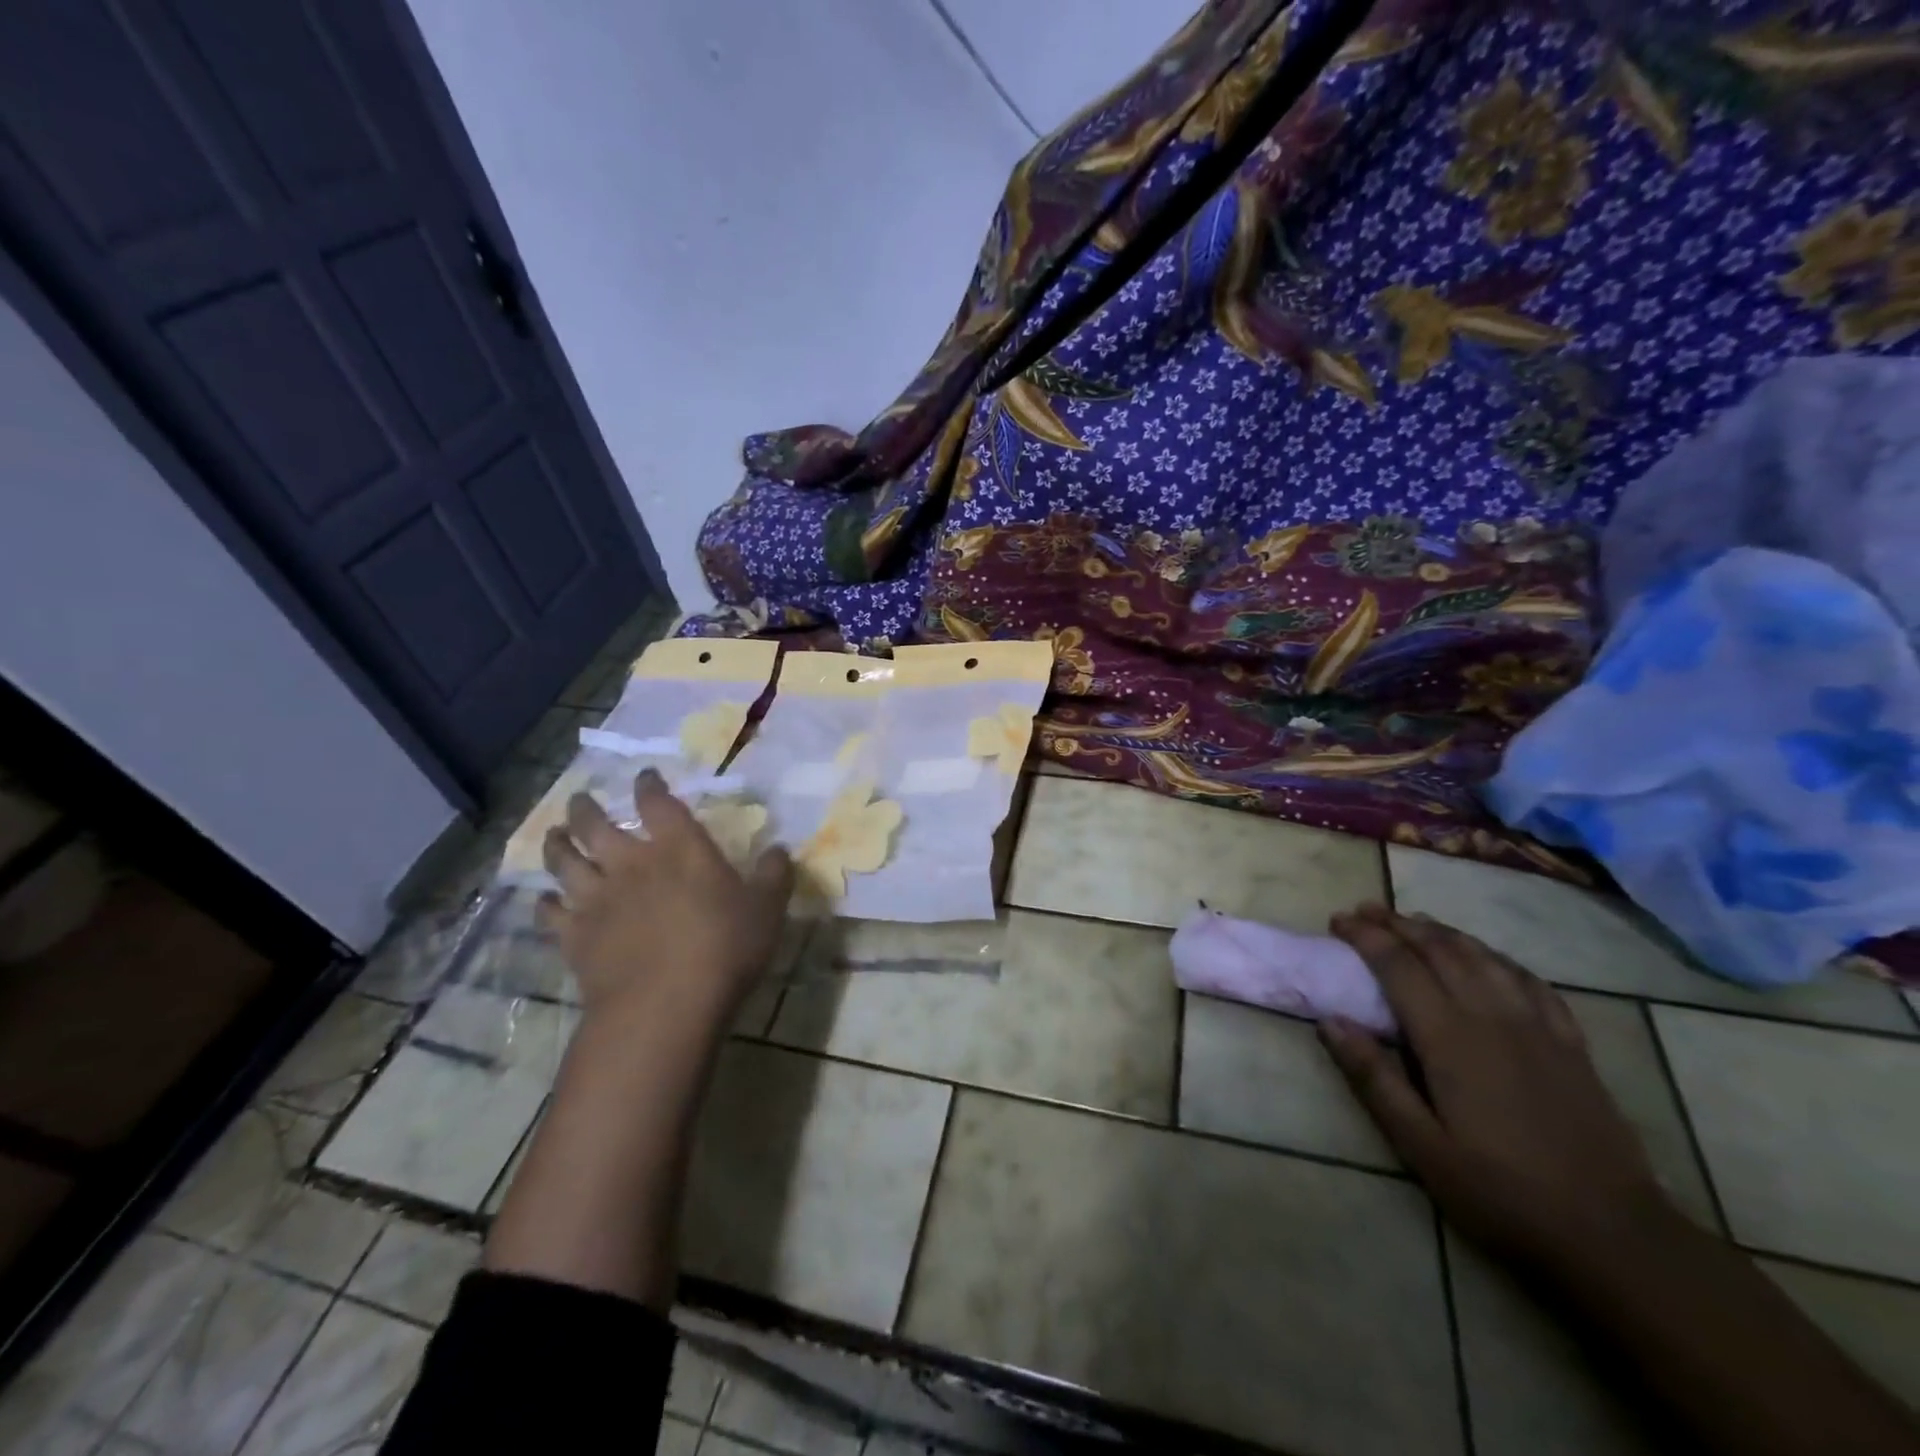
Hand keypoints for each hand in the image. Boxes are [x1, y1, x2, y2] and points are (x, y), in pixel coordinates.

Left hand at [536, 769, 793, 1019]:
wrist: (663, 1005)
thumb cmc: (723, 948)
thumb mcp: (767, 909)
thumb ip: (774, 875)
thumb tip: (780, 849)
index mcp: (679, 848)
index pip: (658, 803)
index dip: (649, 785)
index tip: (645, 775)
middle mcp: (631, 863)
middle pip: (595, 824)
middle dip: (586, 808)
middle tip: (581, 799)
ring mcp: (596, 899)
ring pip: (564, 862)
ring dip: (557, 845)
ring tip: (554, 834)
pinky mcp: (574, 937)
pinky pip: (550, 913)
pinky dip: (545, 904)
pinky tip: (545, 901)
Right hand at [1322, 904, 1673, 1270]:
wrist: (1614, 1235)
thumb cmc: (1501, 1192)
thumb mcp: (1421, 1145)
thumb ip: (1374, 1078)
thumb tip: (1330, 1021)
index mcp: (1450, 1037)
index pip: (1399, 965)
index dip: (1365, 936)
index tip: (1338, 921)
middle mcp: (1492, 1016)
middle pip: (1440, 949)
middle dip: (1398, 923)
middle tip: (1366, 910)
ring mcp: (1538, 1026)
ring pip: (1484, 956)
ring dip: (1444, 931)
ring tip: (1415, 921)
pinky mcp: (1571, 1043)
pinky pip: (1530, 980)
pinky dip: (1497, 957)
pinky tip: (1488, 958)